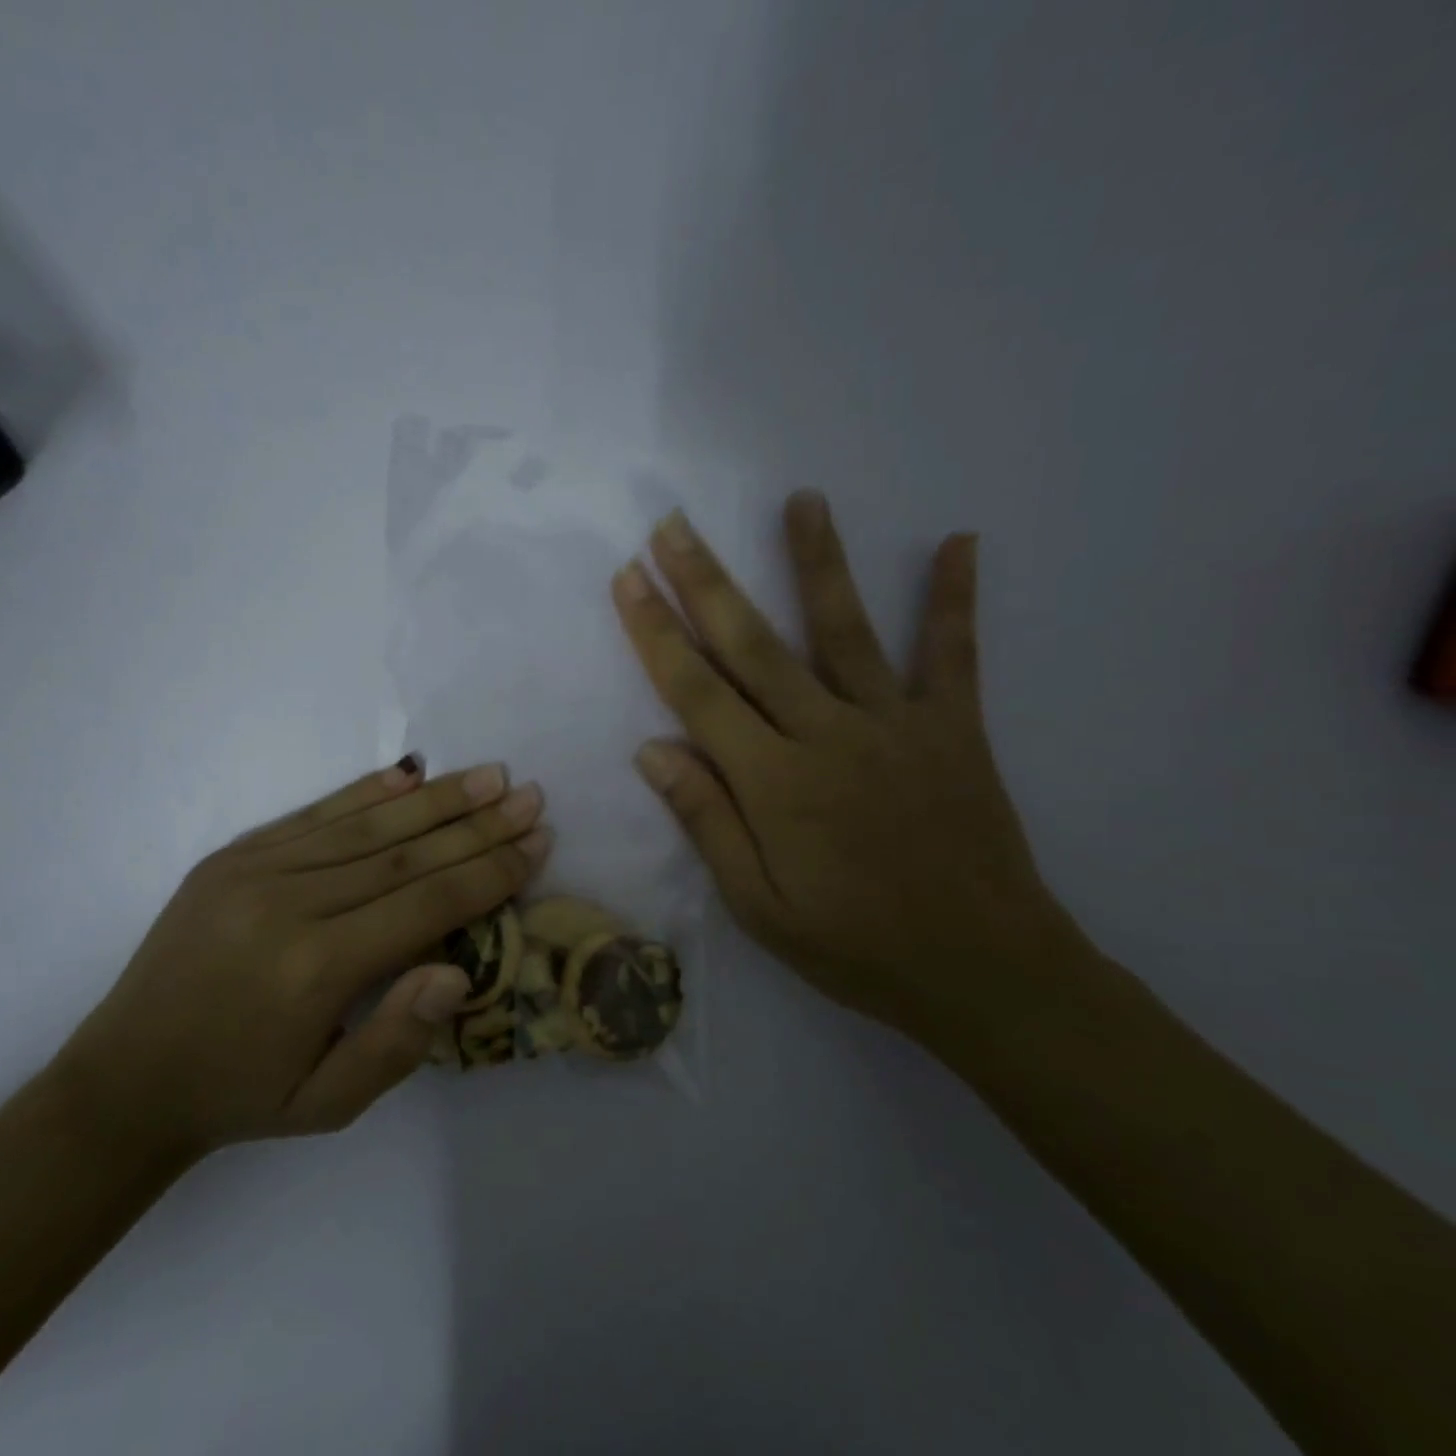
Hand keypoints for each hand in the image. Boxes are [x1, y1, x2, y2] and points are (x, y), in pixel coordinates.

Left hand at [56, 760, 550, 1158]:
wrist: (124, 1077)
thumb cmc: (238, 1097)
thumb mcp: (326, 1105)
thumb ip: (397, 1041)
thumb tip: (458, 970)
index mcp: (316, 969)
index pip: (426, 904)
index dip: (488, 871)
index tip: (537, 841)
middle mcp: (290, 904)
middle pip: (406, 854)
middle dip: (477, 824)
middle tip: (530, 795)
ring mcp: (256, 870)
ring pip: (366, 825)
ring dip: (435, 798)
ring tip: (489, 775)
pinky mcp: (233, 855)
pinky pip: (314, 814)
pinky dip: (367, 792)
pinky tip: (407, 773)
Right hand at [612, 494, 1091, 1039]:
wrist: (984, 972)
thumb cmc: (855, 946)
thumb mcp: (758, 905)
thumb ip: (706, 820)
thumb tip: (652, 749)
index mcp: (773, 781)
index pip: (697, 692)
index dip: (657, 632)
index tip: (628, 580)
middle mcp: (827, 735)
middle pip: (753, 645)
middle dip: (706, 581)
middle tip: (673, 526)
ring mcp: (895, 724)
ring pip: (844, 629)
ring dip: (817, 561)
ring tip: (800, 500)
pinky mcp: (952, 728)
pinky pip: (952, 654)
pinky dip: (953, 599)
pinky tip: (958, 541)